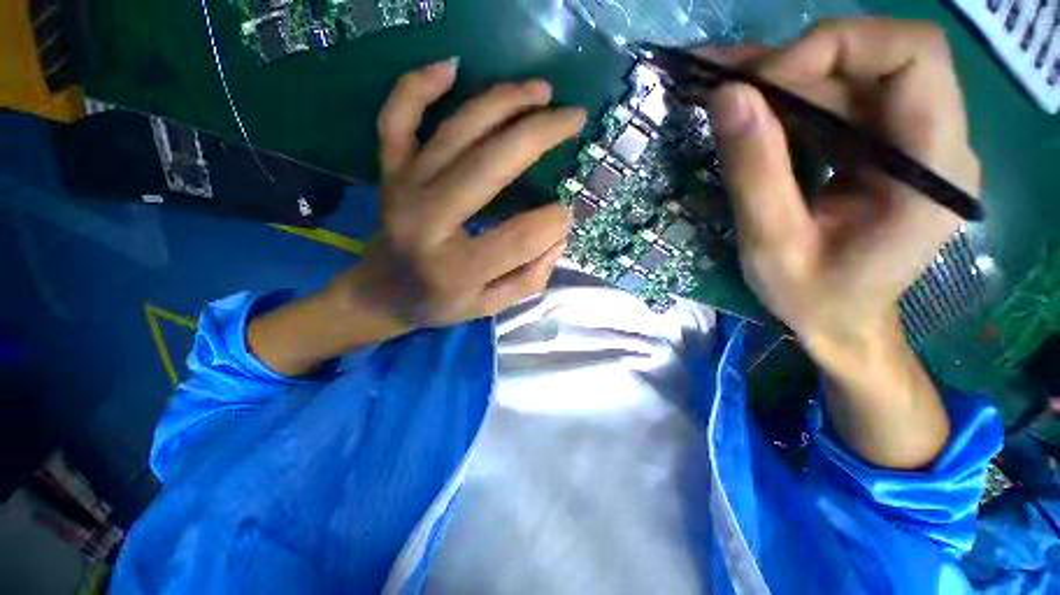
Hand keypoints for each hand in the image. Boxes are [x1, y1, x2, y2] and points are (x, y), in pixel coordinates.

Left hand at [248, 60, 585, 375]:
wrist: (380, 293)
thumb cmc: (439, 303)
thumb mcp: (490, 307)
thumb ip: (530, 278)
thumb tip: (559, 234)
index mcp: (456, 267)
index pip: (520, 236)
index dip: (554, 221)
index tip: (566, 214)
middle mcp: (428, 221)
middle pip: (491, 165)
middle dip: (541, 134)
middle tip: (574, 117)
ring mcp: (405, 188)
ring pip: (456, 130)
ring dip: (503, 101)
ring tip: (541, 90)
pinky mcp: (390, 171)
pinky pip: (397, 117)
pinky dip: (418, 85)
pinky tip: (452, 68)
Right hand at [705, 18, 978, 468]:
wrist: (839, 327)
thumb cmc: (813, 304)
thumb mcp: (775, 249)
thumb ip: (757, 174)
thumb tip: (731, 105)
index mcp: (928, 168)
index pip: (902, 56)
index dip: (827, 54)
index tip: (758, 89)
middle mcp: (921, 136)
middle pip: (874, 47)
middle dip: (796, 55)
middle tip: (726, 83)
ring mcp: (892, 138)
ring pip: (843, 69)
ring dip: (774, 73)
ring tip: (713, 89)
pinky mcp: (860, 146)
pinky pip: (821, 97)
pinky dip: (774, 95)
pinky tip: (732, 110)